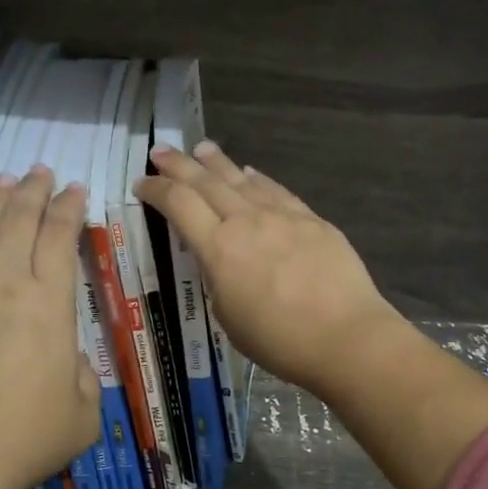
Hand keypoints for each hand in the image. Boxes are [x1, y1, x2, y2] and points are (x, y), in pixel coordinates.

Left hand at [0, 167, 99, 488]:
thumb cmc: (31, 435)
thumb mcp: (85, 409)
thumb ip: (82, 372)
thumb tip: (65, 357)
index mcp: (49, 304)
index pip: (59, 239)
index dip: (69, 209)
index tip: (76, 190)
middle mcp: (4, 288)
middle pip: (19, 223)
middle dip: (33, 192)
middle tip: (41, 171)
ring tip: (5, 183)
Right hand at [137, 141, 406, 396]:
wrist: (346, 336)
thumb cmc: (279, 340)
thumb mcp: (228, 316)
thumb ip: (218, 279)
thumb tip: (221, 258)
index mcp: (218, 248)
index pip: (178, 204)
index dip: (156, 190)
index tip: (142, 184)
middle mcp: (246, 221)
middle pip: (206, 182)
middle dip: (179, 164)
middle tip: (161, 150)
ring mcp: (282, 216)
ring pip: (242, 179)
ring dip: (218, 163)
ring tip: (202, 148)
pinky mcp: (312, 220)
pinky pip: (277, 191)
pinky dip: (258, 179)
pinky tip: (252, 173)